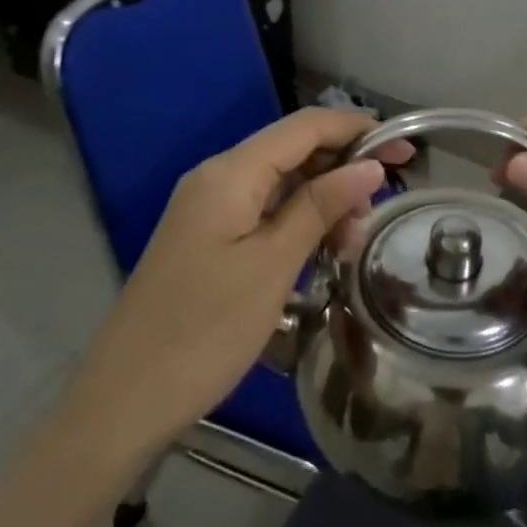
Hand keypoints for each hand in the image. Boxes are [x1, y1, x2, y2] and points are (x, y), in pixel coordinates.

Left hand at [65, 109, 412, 462]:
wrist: (123, 401)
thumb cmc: (204, 331)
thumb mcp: (273, 266)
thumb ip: (320, 207)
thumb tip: (370, 166)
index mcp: (230, 172)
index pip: (305, 126)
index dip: (357, 129)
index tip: (404, 152)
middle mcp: (217, 176)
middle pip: (293, 149)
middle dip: (343, 167)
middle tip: (381, 208)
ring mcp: (209, 207)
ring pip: (281, 181)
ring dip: (323, 198)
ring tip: (354, 240)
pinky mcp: (208, 236)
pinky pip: (263, 209)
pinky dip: (298, 220)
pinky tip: (322, 248)